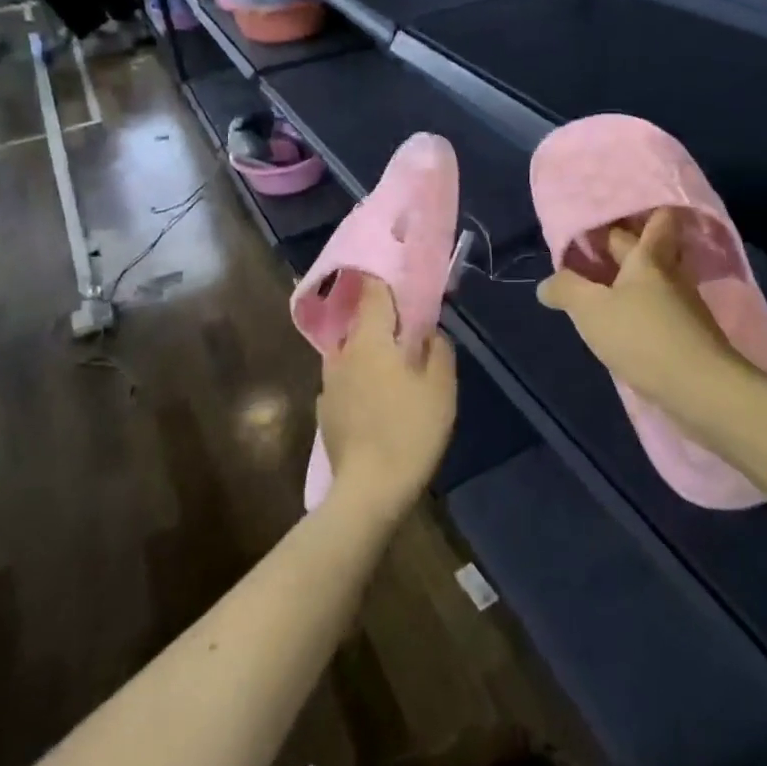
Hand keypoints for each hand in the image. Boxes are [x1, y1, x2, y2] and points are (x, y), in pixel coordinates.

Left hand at [318, 276, 456, 523]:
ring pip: (353, 352)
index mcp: (370, 339)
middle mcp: (342, 353)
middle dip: (384, 319)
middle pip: (362, 321)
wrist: (369, 490)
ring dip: (372, 351)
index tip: (403, 275)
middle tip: (410, 327)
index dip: (388, 278)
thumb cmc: (410, 430)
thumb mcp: (441, 387)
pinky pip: (347, 380)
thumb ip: (438, 349)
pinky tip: (379, 400)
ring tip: (396, 366)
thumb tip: (428, 332)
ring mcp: (328, 383)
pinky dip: (363, 379)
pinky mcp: (325, 410)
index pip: (373, 290)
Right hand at [537, 209, 752, 444]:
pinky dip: (645, 305)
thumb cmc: (642, 336)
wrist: (700, 388)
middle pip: (654, 247)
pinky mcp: (690, 333)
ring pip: (658, 278)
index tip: (610, 213)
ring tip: (605, 284)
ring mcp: (685, 304)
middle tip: (595, 248)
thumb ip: (566, 289)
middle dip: (628, 244)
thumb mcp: (591, 310)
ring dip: (635, 278)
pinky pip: (663, 307)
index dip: (638, 211)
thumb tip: (546, 283)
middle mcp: (671, 272)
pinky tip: (627, 318)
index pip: (655, 217)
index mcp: (649, 256)